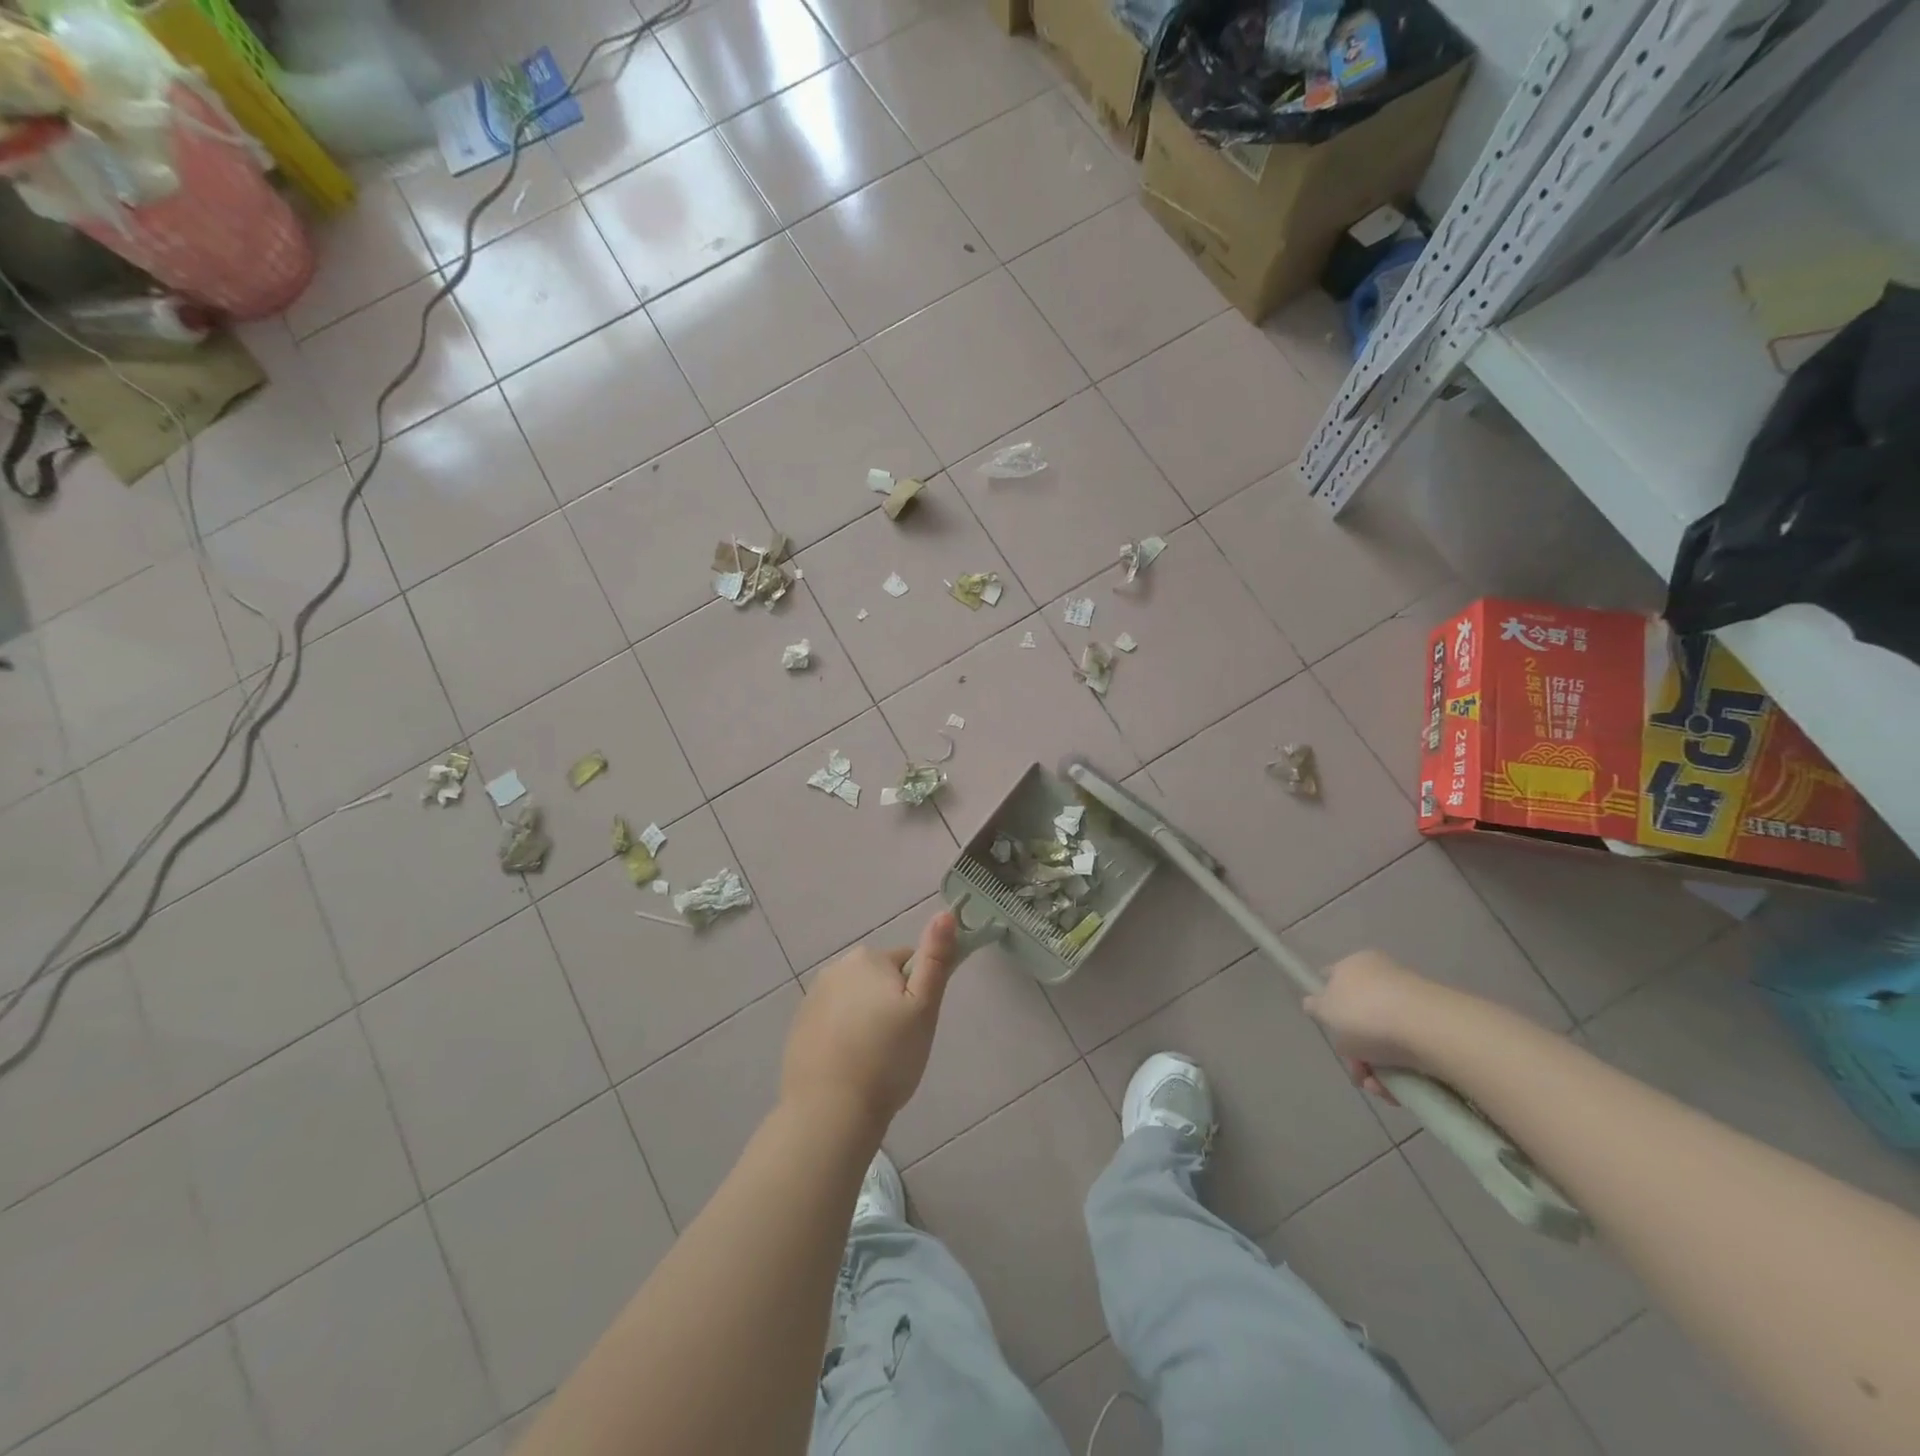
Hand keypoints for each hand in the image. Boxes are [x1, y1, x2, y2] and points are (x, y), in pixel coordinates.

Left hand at [781, 911, 961, 1138]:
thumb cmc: (887, 1058)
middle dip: (890, 1004)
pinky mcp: (799, 1027)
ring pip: (855, 1001)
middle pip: (878, 979)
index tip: (916, 1024)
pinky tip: (850, 1066)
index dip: (917, 993)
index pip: (907, 962)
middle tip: (898, 1044)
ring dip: (867, 1019)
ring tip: (874, 1060)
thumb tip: (946, 913)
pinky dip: (844, 1036)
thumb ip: (935, 959)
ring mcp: (812, 998)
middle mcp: (836, 968)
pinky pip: (833, 1022)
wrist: (829, 1111)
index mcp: (867, 959)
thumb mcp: (923, 1008)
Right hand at [1303, 950, 1446, 1104]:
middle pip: (1359, 1017)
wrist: (1430, 1029)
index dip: (1325, 1000)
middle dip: (1354, 1050)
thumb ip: (1316, 1006)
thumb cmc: (1366, 1013)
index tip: (1327, 1026)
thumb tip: (1314, 1003)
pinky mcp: (1436, 1029)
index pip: (1333, 977)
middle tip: (1355, 1070)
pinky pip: (1409, 1053)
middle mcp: (1384, 978)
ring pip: (1384, 1040)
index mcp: (1356, 964)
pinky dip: (1401, 1072)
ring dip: (1376, 1068)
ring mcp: (1412, 1003)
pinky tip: (1398, 1090)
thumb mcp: (1326, 1010)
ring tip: (1379, 1087)